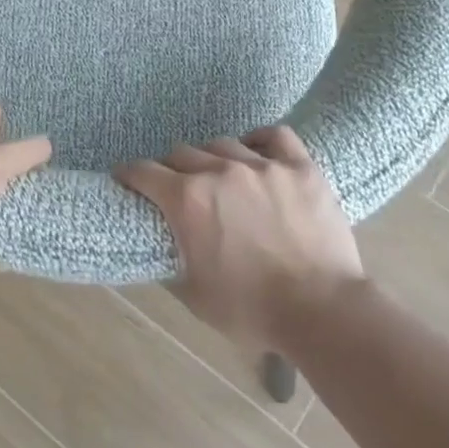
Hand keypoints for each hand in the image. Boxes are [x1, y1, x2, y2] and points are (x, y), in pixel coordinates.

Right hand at [116, 126, 364, 351]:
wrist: (321, 311)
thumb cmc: (251, 310)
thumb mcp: (194, 295)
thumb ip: (171, 261)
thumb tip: (162, 245)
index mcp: (187, 200)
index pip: (144, 171)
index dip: (130, 174)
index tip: (127, 179)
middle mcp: (220, 171)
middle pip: (182, 152)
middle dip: (171, 169)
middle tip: (177, 188)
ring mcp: (263, 165)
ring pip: (223, 144)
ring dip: (212, 158)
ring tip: (219, 175)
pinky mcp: (300, 167)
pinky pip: (274, 136)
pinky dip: (260, 140)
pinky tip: (257, 152)